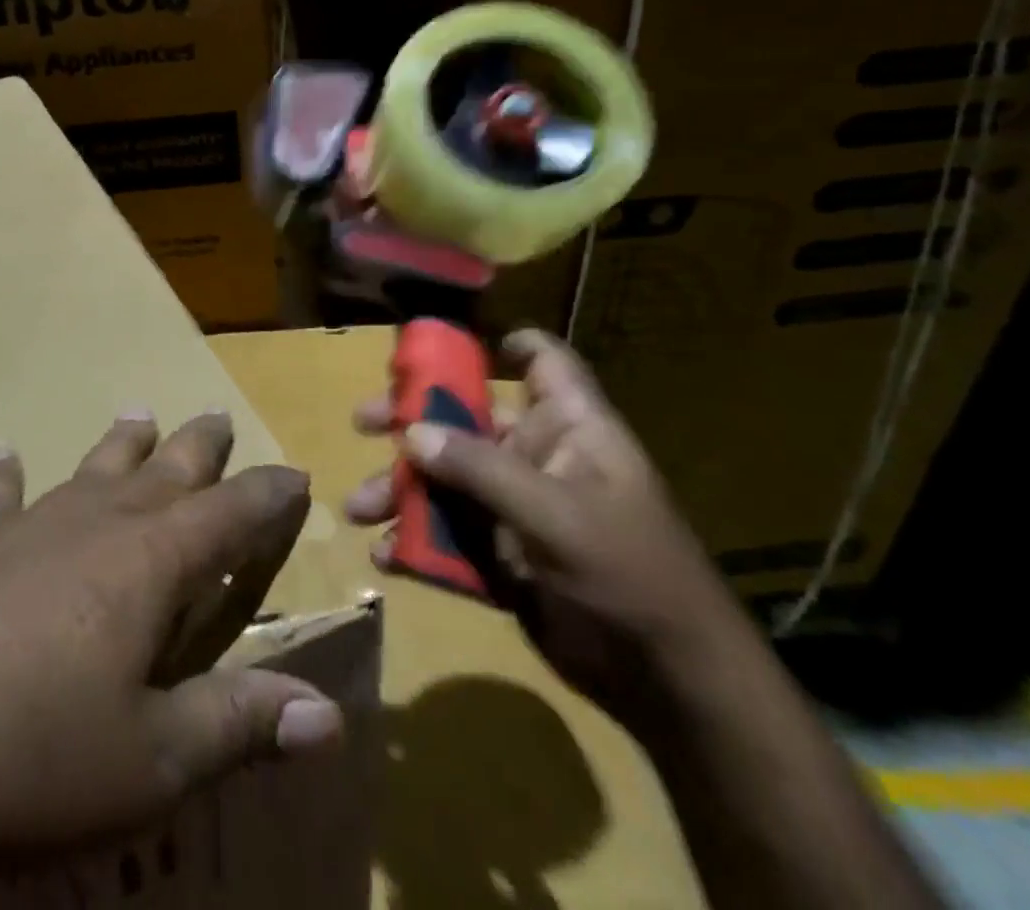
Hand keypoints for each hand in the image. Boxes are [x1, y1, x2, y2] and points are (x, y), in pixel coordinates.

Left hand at [0, 409, 345, 909]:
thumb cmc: (23, 756)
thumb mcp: (147, 761)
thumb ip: (237, 726)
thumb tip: (328, 714)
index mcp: (147, 564)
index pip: (229, 515)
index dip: (266, 495)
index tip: (294, 473)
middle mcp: (91, 523)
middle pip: (161, 472)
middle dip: (197, 449)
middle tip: (216, 418)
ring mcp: (22, 526)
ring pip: (88, 469)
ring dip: (120, 444)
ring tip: (139, 412)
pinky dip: (5, 476)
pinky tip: (3, 453)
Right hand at [344, 330, 738, 716]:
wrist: (670, 685)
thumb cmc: (630, 575)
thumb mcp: (556, 515)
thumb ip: (480, 469)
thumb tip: (410, 432)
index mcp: (569, 429)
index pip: (543, 363)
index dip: (502, 344)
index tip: (442, 347)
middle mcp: (538, 457)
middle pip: (468, 418)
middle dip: (412, 420)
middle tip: (362, 422)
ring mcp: (518, 508)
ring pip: (448, 480)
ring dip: (402, 490)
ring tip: (359, 509)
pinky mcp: (503, 555)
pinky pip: (449, 535)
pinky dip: (416, 542)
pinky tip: (386, 556)